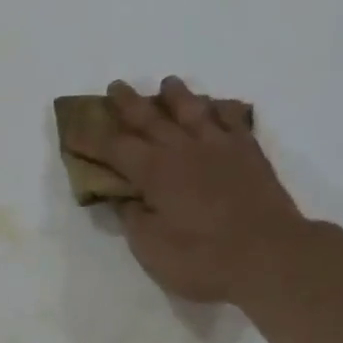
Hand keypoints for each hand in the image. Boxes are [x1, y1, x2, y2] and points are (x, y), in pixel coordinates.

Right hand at [67, 77, 306, 303]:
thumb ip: (133, 218)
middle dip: (128, 104)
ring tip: (167, 84)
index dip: (91, 139)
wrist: (270, 256)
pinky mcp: (250, 154)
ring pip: (193, 110)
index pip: (115, 148)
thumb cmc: (202, 259)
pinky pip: (233, 120)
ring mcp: (221, 147)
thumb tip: (124, 198)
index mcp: (155, 172)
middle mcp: (184, 149)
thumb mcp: (151, 248)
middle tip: (115, 87)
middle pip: (151, 119)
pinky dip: (221, 109)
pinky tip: (217, 106)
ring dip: (177, 96)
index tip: (72, 130)